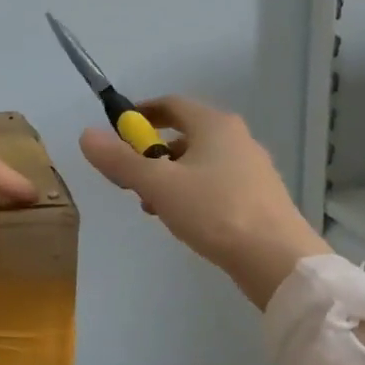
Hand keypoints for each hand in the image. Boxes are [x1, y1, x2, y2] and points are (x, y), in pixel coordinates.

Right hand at [79, 96, 328, 308]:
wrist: (278, 260)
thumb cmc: (214, 211)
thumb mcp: (157, 185)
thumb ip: (120, 160)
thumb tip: (86, 135)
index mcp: (214, 125)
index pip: (171, 104)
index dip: (141, 114)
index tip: (117, 131)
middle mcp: (237, 138)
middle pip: (184, 134)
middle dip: (151, 153)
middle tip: (130, 179)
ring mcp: (252, 168)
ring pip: (199, 162)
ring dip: (169, 177)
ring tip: (153, 207)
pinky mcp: (259, 197)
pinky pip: (215, 183)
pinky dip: (192, 192)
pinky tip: (184, 221)